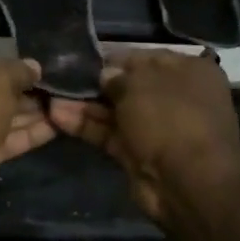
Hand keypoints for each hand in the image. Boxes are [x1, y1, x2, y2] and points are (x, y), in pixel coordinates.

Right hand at [46, 49, 239, 223]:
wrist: (188, 182)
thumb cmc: (170, 118)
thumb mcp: (140, 84)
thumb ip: (117, 77)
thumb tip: (105, 76)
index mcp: (188, 71)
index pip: (145, 58)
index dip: (113, 58)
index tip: (83, 59)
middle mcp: (175, 97)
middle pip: (129, 86)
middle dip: (95, 84)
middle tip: (61, 78)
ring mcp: (157, 128)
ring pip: (116, 111)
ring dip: (85, 105)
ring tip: (50, 97)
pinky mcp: (139, 154)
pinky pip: (110, 134)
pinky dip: (87, 126)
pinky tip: (57, 117)